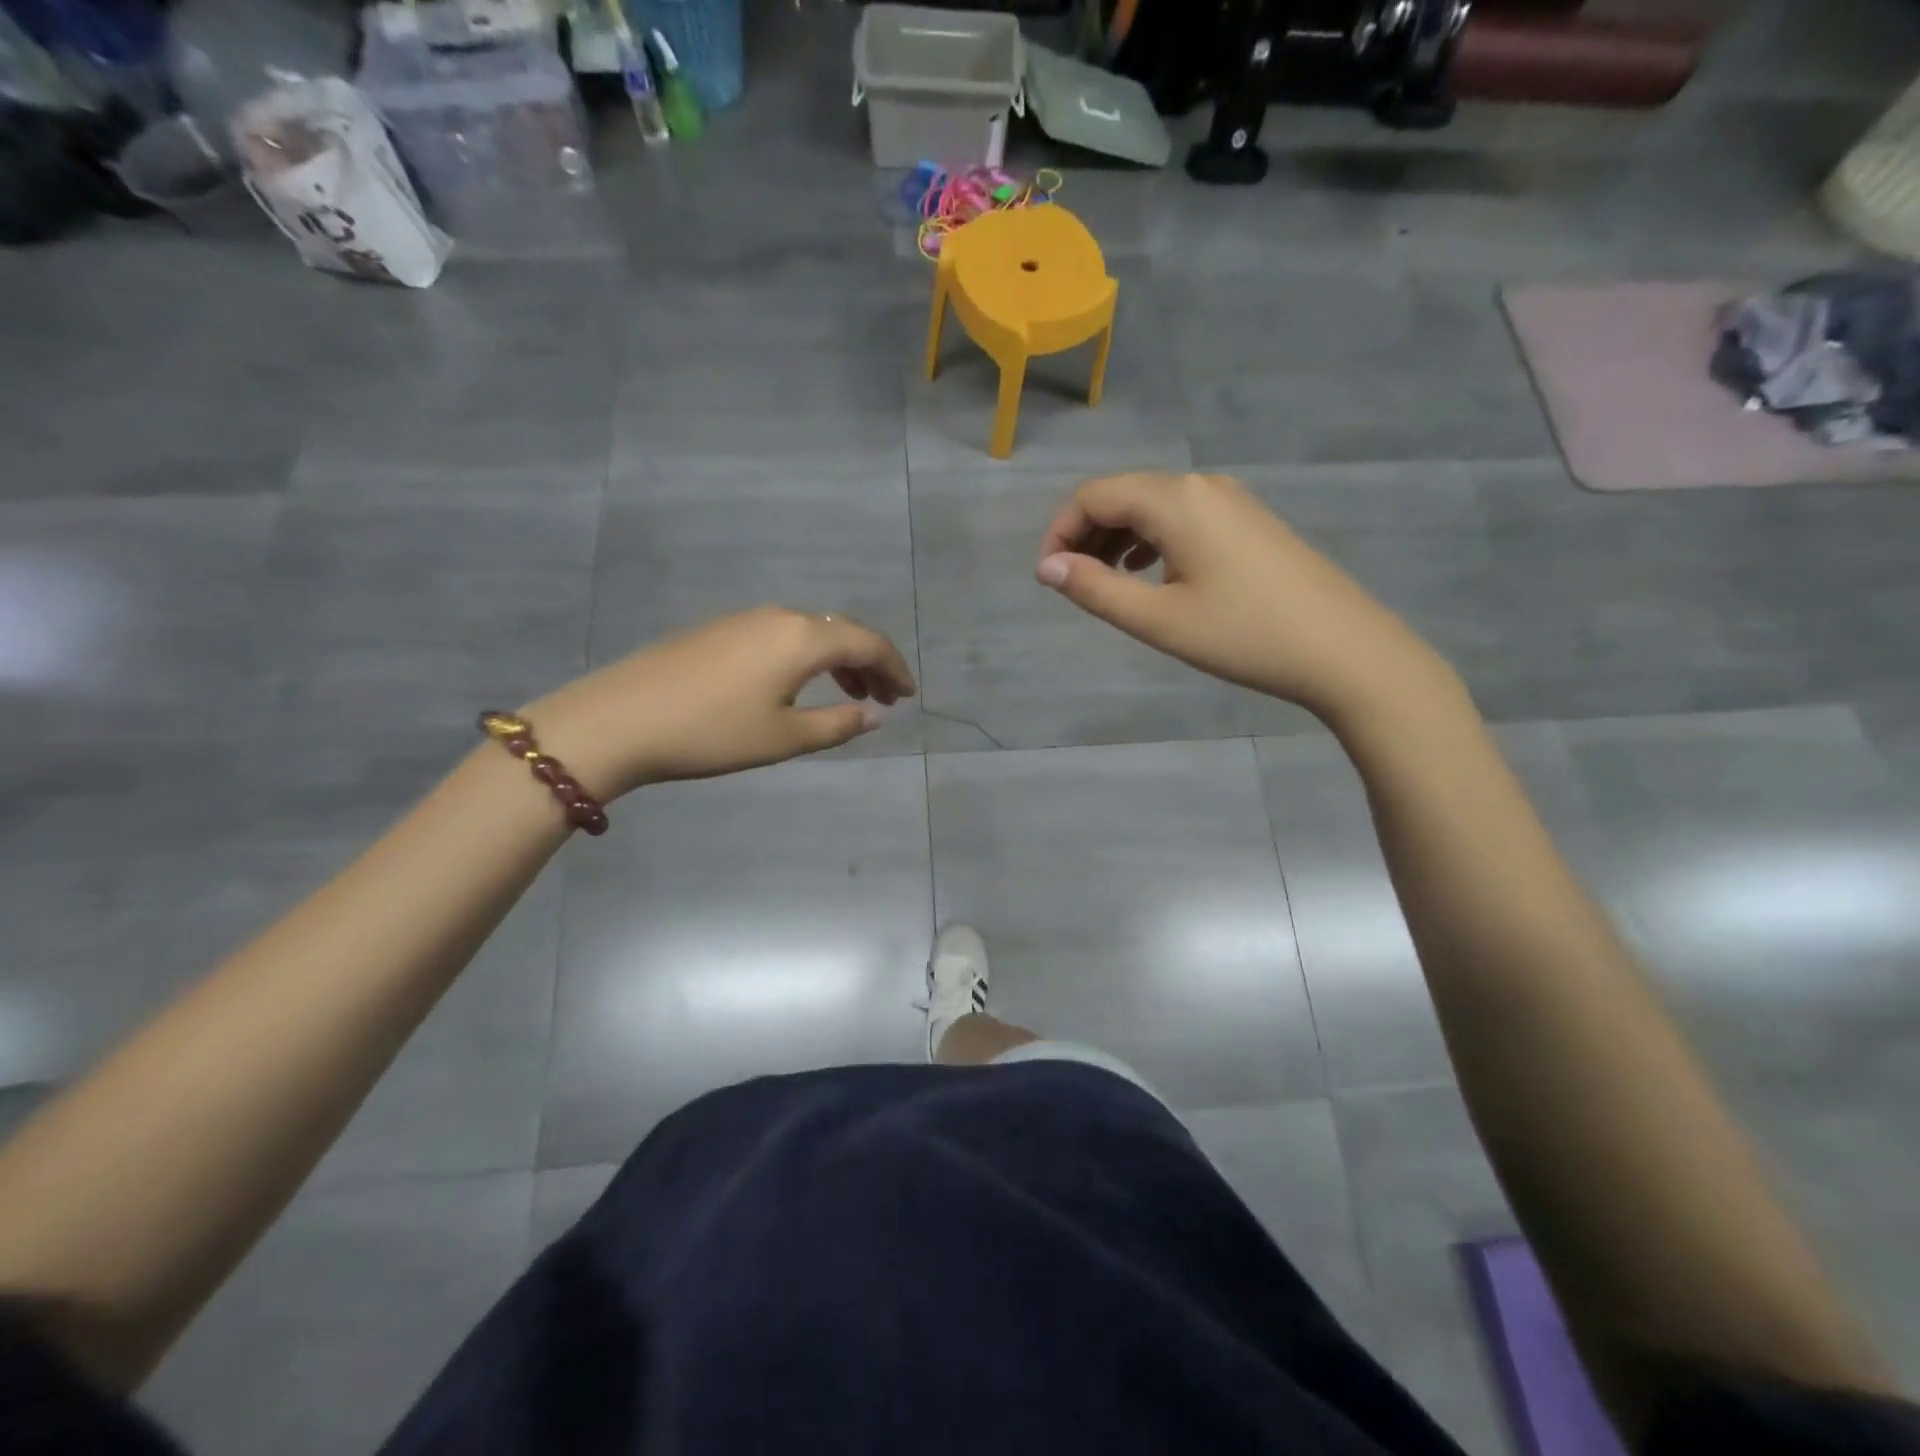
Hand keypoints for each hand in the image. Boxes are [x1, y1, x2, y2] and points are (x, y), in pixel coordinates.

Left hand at [522, 606, 916, 797]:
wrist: (619, 720)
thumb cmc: (712, 732)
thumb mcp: (784, 738)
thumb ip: (837, 725)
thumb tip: (874, 715)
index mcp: (803, 638)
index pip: (867, 642)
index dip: (894, 667)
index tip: (908, 695)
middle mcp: (779, 617)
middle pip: (840, 631)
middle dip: (869, 663)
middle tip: (884, 699)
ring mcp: (745, 620)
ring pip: (809, 633)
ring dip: (837, 661)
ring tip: (850, 695)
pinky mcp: (718, 630)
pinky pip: (781, 637)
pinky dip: (805, 658)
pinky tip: (798, 686)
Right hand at [1035, 472, 1451, 722]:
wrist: (1344, 649)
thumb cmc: (1243, 635)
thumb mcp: (1158, 619)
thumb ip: (1095, 590)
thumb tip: (1047, 568)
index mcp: (1175, 500)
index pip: (1094, 495)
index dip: (1060, 531)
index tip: (1048, 577)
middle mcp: (1200, 485)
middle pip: (1123, 494)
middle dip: (1087, 534)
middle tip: (1073, 584)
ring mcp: (1231, 500)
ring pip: (1154, 506)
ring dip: (1118, 538)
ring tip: (1106, 583)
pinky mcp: (1250, 521)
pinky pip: (1183, 517)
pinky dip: (1153, 540)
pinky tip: (1152, 574)